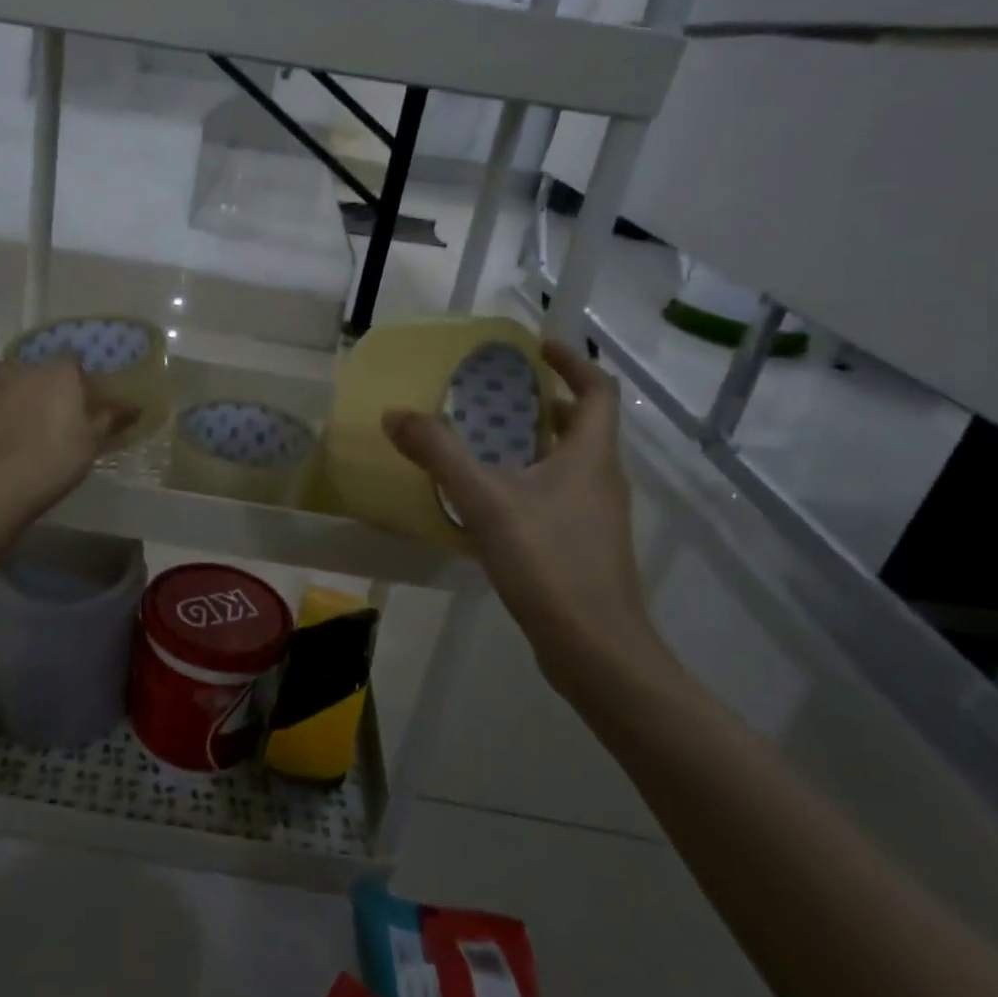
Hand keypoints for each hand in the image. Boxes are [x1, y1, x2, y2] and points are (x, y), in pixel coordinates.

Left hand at [0, 357, 138, 514]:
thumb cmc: (55, 458)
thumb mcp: (92, 441)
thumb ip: (112, 419)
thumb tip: (135, 406)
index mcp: (58, 372)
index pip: (73, 358)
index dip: (81, 374)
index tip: (89, 394)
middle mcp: (24, 371)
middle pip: (39, 367)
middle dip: (50, 381)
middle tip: (60, 406)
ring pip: (10, 379)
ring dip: (20, 390)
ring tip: (31, 415)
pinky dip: (0, 409)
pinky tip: (7, 428)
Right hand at [383, 339, 672, 691]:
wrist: (595, 649)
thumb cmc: (548, 562)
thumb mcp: (485, 500)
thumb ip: (439, 454)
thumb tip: (395, 414)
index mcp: (591, 456)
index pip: (596, 390)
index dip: (571, 362)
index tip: (537, 347)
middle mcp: (602, 479)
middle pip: (583, 425)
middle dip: (545, 402)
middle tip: (498, 394)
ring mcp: (596, 516)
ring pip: (570, 463)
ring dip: (535, 443)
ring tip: (485, 441)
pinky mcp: (584, 547)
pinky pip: (559, 495)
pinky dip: (530, 481)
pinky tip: (490, 501)